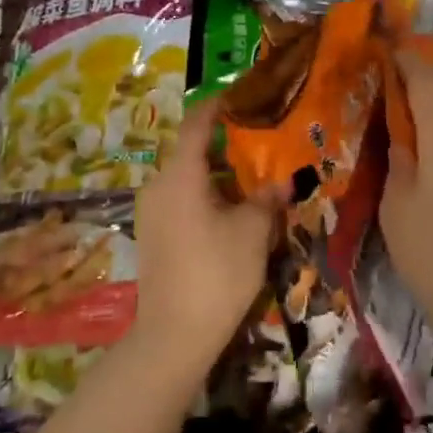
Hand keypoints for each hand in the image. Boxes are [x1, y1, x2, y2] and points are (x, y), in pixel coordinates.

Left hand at [132, 100, 277, 373]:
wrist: (173, 338)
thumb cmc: (216, 273)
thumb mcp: (252, 232)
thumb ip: (266, 199)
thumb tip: (281, 182)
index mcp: (180, 174)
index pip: (196, 122)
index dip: (218, 104)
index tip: (242, 95)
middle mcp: (158, 184)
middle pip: (190, 150)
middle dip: (223, 143)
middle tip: (257, 141)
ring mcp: (151, 212)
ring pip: (185, 177)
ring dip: (215, 173)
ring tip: (249, 177)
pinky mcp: (152, 235)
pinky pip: (179, 199)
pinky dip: (203, 194)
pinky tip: (229, 211)